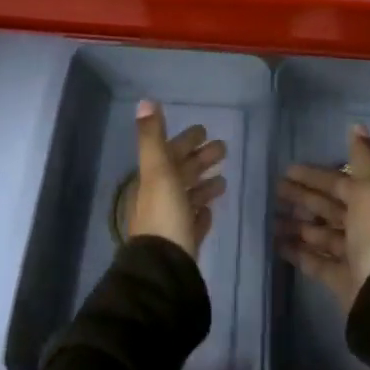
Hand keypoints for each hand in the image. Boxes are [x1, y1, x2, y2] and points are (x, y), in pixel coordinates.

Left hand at [129, 99, 226, 258]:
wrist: (163, 268)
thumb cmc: (163, 214)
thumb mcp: (157, 170)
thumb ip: (152, 137)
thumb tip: (145, 101)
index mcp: (151, 181)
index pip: (170, 154)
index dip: (186, 141)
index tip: (204, 130)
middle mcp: (158, 200)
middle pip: (181, 174)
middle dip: (200, 160)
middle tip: (224, 148)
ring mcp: (170, 223)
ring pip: (188, 197)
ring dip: (203, 185)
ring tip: (223, 179)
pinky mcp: (182, 244)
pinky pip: (192, 223)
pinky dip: (200, 213)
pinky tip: (210, 210)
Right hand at [277, 123, 369, 311]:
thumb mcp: (369, 191)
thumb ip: (362, 160)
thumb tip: (357, 125)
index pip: (341, 184)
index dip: (316, 176)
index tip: (289, 170)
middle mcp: (365, 227)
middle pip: (329, 208)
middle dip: (303, 198)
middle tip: (274, 190)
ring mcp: (353, 255)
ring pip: (321, 234)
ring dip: (297, 224)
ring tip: (270, 218)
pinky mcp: (341, 279)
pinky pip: (316, 261)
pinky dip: (297, 251)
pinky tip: (276, 243)